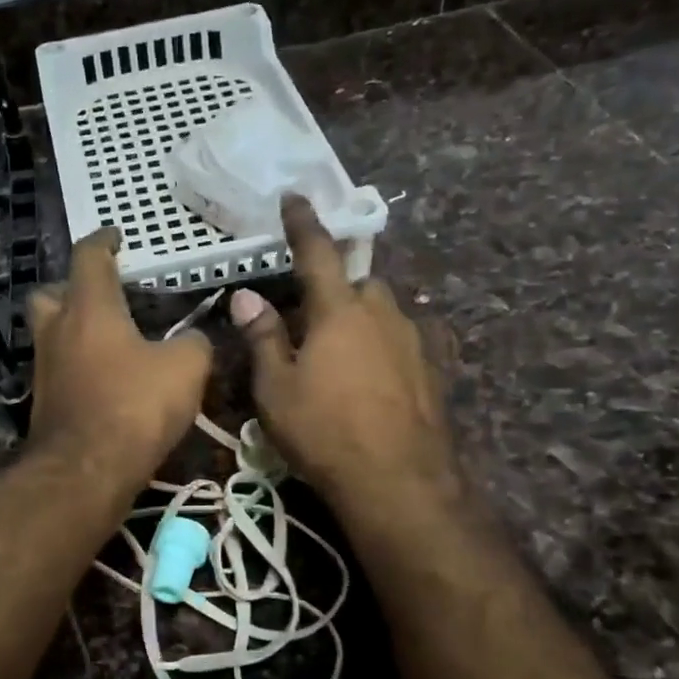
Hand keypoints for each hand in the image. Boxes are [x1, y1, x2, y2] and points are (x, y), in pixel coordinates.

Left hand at [26, 228, 211, 485]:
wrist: (86, 471)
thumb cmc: (135, 406)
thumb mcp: (185, 368)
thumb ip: (194, 343)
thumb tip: (195, 339)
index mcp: (89, 308)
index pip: (89, 256)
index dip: (104, 241)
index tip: (116, 236)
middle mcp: (57, 331)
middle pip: (49, 294)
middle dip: (71, 289)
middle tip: (101, 297)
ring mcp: (44, 369)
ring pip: (50, 335)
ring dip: (73, 331)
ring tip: (110, 342)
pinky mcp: (43, 404)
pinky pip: (59, 371)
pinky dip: (78, 367)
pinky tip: (105, 381)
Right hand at [233, 199, 461, 515]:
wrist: (398, 481)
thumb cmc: (324, 432)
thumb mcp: (277, 389)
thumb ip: (263, 338)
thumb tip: (245, 296)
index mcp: (339, 311)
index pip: (318, 253)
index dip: (303, 224)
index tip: (295, 197)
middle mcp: (382, 314)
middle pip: (358, 283)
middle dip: (336, 289)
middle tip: (311, 318)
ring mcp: (414, 341)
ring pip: (384, 312)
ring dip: (361, 319)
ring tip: (340, 353)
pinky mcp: (434, 370)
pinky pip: (404, 341)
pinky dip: (384, 346)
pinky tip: (374, 375)